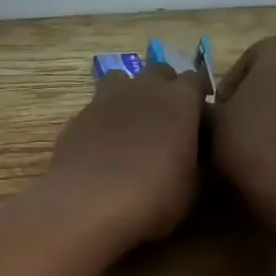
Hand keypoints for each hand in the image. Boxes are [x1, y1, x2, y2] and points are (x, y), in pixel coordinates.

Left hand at [46, 62, 210, 245]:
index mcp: (179, 99)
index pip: (195, 79)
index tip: (198, 116)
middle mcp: (142, 89)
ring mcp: (105, 99)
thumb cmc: (153, 197)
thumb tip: (189, 153)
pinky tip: (102, 146)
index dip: (197, 96)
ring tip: (132, 124)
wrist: (88, 204)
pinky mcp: (78, 117)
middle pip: (158, 71)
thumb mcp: (192, 186)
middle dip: (164, 87)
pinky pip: (96, 107)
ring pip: (121, 80)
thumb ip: (194, 158)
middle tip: (166, 117)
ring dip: (130, 94)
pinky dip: (103, 119)